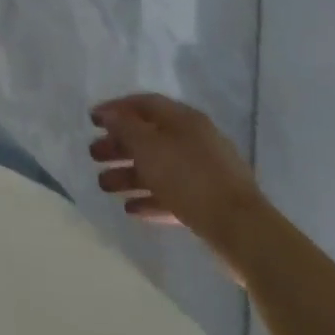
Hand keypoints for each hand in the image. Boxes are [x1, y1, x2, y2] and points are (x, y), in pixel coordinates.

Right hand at [89, 93, 269, 266]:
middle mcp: (194, 140)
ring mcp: (204, 172)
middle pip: (149, 136)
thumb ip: (124, 127)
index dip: (115, 109)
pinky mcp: (208, 202)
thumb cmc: (189, 178)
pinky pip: (172, 194)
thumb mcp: (148, 147)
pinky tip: (131, 209)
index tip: (92, 120)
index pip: (144, 104)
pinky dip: (150, 198)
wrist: (242, 231)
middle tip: (94, 155)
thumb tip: (109, 114)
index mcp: (183, 120)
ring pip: (158, 167)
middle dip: (118, 145)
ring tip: (104, 186)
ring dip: (129, 175)